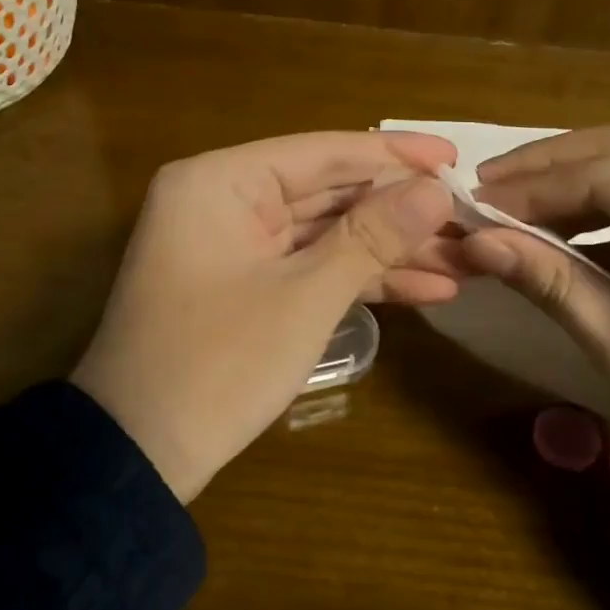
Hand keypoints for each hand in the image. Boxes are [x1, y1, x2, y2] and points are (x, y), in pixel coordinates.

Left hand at [73, 131, 457, 501]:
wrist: (139, 458)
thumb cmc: (218, 365)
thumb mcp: (305, 297)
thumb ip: (373, 236)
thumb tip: (436, 191)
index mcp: (221, 180)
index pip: (324, 151)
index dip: (395, 155)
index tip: (457, 157)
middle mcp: (224, 199)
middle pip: (329, 192)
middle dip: (401, 212)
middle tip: (471, 219)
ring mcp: (234, 244)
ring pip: (326, 233)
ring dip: (390, 250)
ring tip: (466, 261)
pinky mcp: (245, 284)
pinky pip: (310, 266)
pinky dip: (360, 278)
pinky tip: (427, 288)